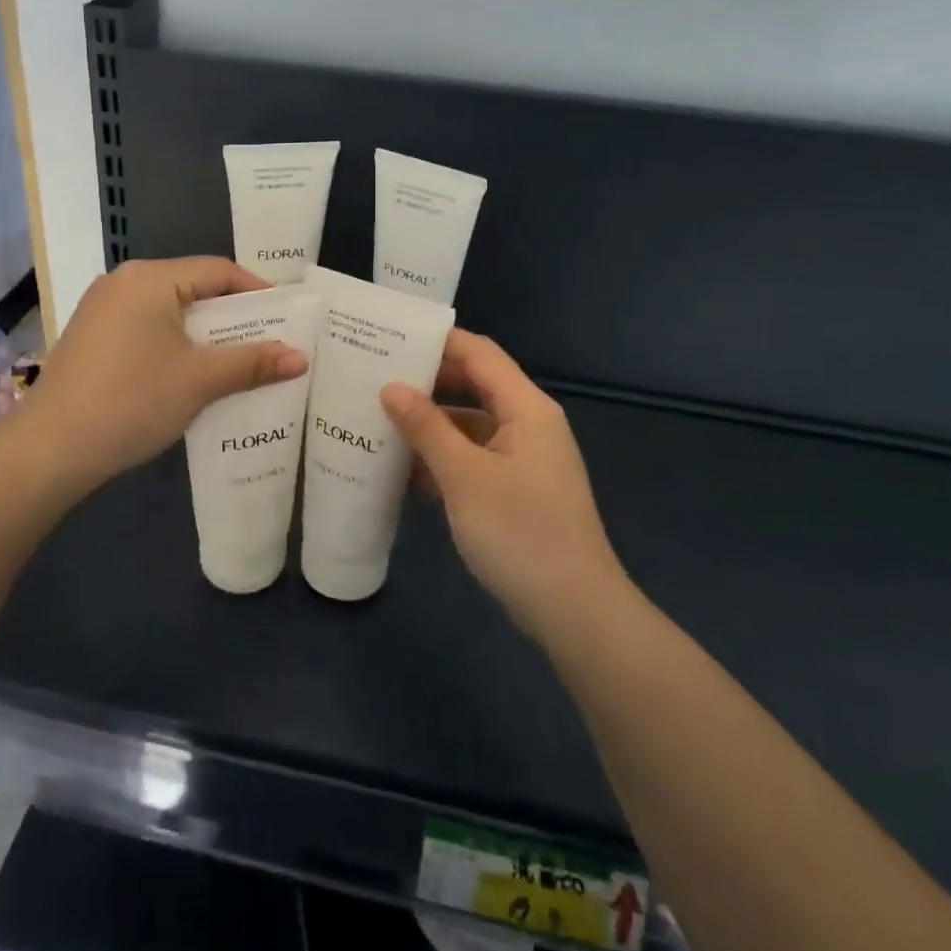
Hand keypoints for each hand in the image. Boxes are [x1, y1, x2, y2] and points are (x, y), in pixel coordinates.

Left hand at [19, 257, 307, 496]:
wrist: (49, 450)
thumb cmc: (132, 401)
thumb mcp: (199, 380)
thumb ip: (252, 363)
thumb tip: (301, 357)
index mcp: (151, 278)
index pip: (218, 271)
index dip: (258, 292)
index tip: (287, 319)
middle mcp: (124, 282)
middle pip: (194, 289)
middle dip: (234, 317)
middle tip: (268, 342)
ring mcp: (102, 309)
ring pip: (170, 311)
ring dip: (205, 335)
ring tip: (237, 362)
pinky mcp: (91, 337)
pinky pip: (147, 328)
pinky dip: (176, 345)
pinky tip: (191, 375)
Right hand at [381, 330, 625, 642]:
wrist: (575, 613)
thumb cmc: (521, 534)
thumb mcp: (465, 477)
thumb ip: (427, 428)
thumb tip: (391, 387)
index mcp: (527, 409)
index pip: (480, 354)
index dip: (438, 341)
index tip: (391, 337)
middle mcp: (528, 424)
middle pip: (474, 386)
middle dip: (428, 382)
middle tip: (376, 376)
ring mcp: (523, 459)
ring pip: (470, 425)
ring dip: (430, 424)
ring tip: (379, 420)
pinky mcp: (515, 490)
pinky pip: (473, 458)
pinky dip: (442, 458)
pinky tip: (403, 470)